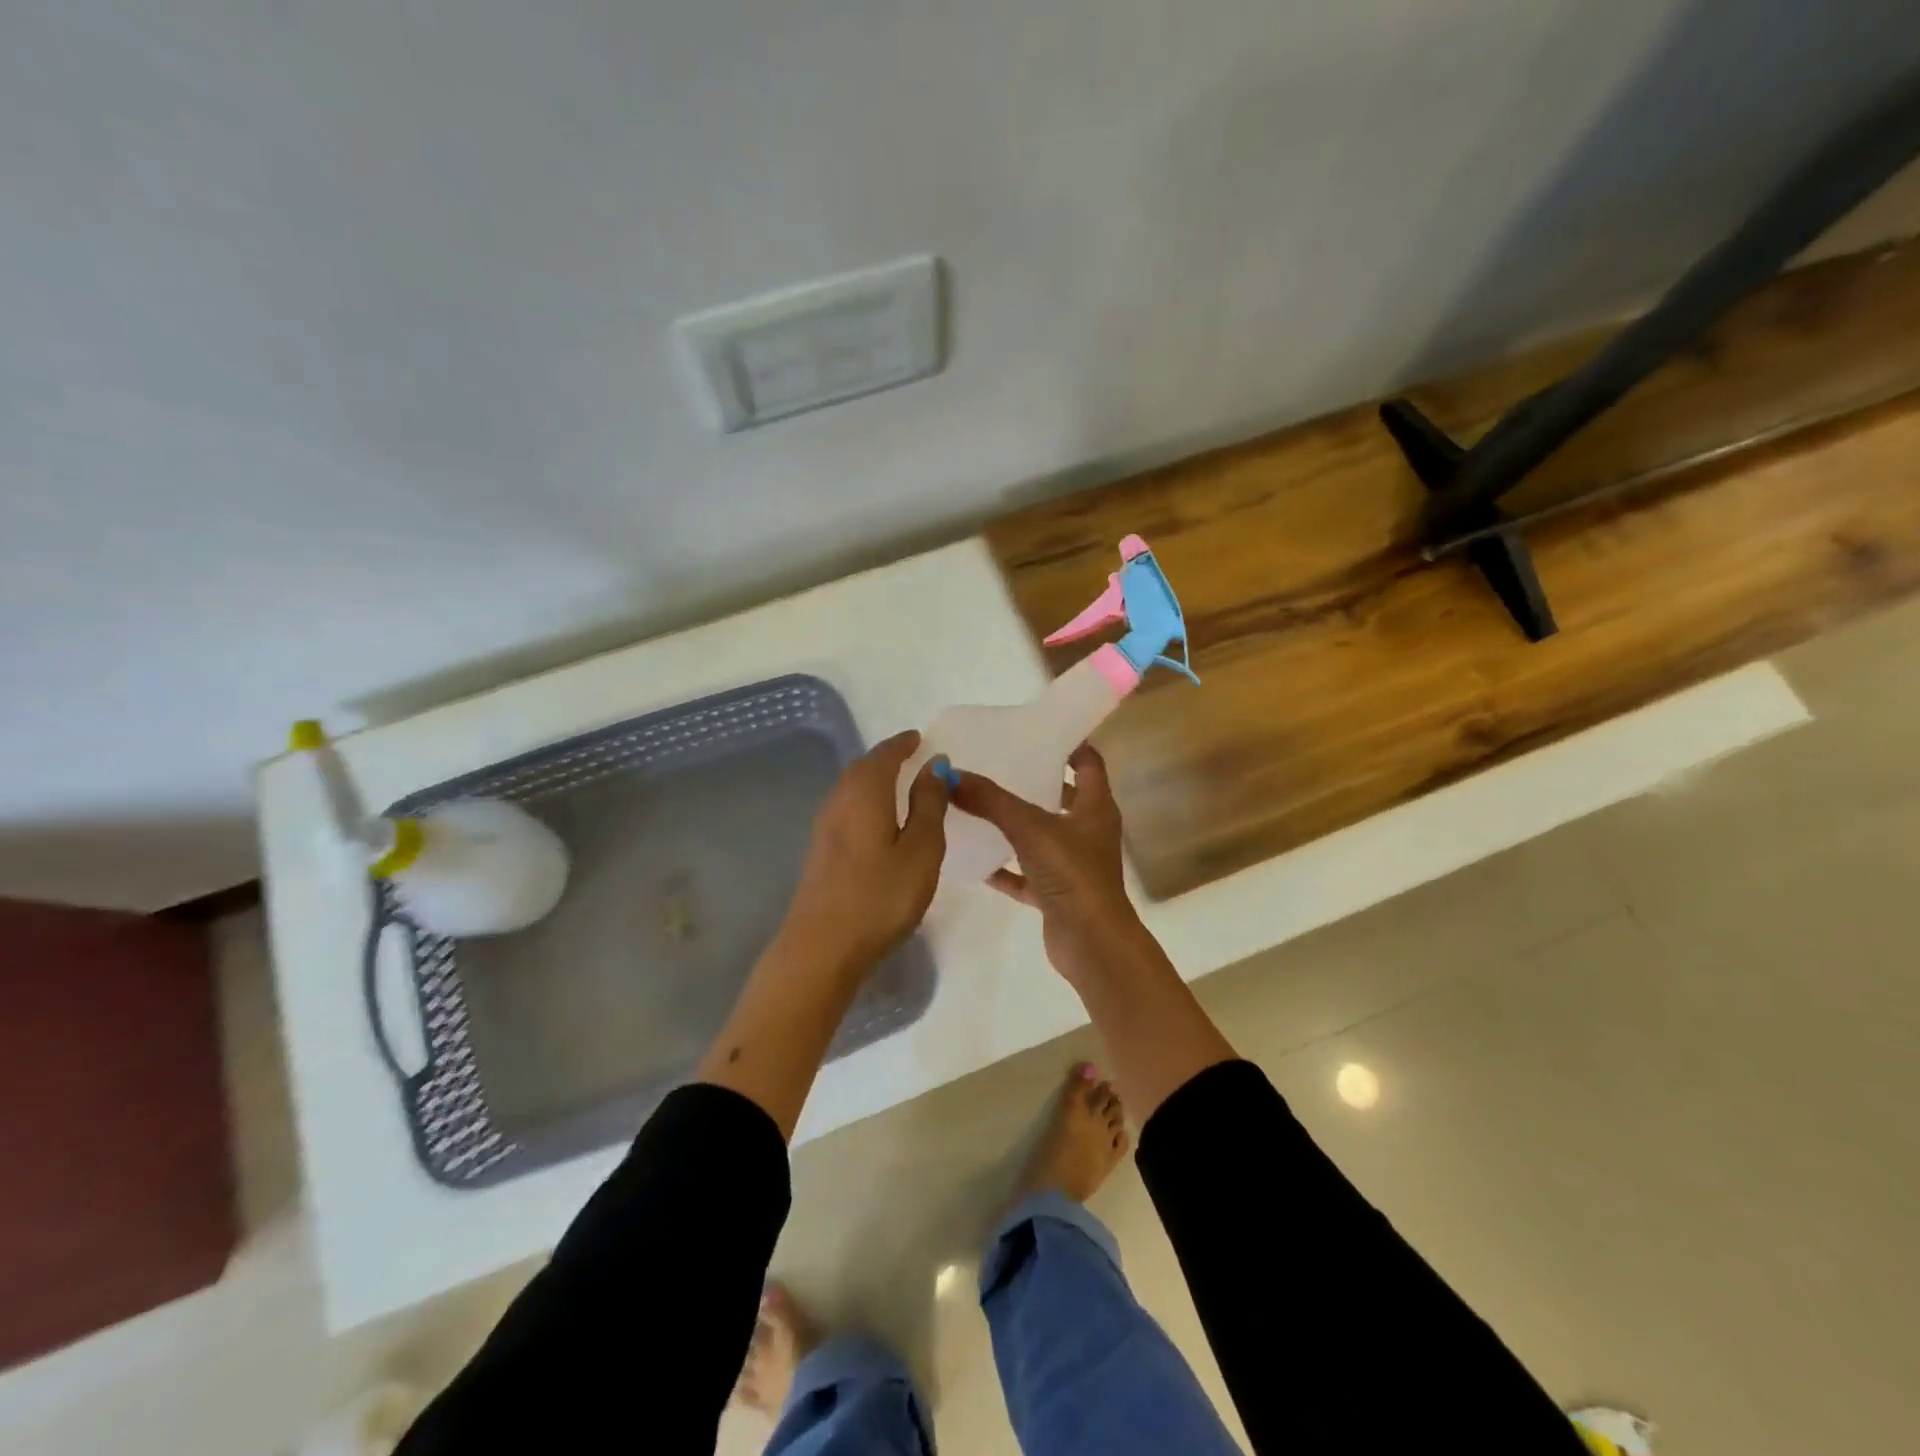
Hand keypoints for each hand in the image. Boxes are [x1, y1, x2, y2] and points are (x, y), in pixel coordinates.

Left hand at [780, 730, 947, 977]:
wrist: (821, 948)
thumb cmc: (880, 897)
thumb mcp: (921, 850)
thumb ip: (929, 804)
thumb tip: (935, 764)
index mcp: (865, 794)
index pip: (884, 755)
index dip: (902, 744)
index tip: (919, 738)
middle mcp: (839, 802)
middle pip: (862, 768)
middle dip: (886, 758)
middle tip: (911, 756)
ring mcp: (824, 828)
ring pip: (851, 789)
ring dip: (874, 779)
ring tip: (898, 784)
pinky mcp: (820, 852)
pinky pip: (846, 809)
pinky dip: (865, 801)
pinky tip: (877, 820)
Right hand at [949, 745, 1148, 985]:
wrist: (1091, 944)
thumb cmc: (1072, 874)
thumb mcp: (1030, 828)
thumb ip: (990, 801)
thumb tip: (950, 774)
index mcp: (1096, 807)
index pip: (1088, 762)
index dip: (1068, 744)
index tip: (1035, 729)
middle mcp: (1089, 831)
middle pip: (1063, 796)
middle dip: (1034, 780)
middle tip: (997, 763)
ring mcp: (1074, 864)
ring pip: (1042, 835)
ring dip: (1016, 823)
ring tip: (979, 803)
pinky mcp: (1057, 893)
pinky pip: (1026, 874)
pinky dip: (1004, 867)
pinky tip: (975, 858)